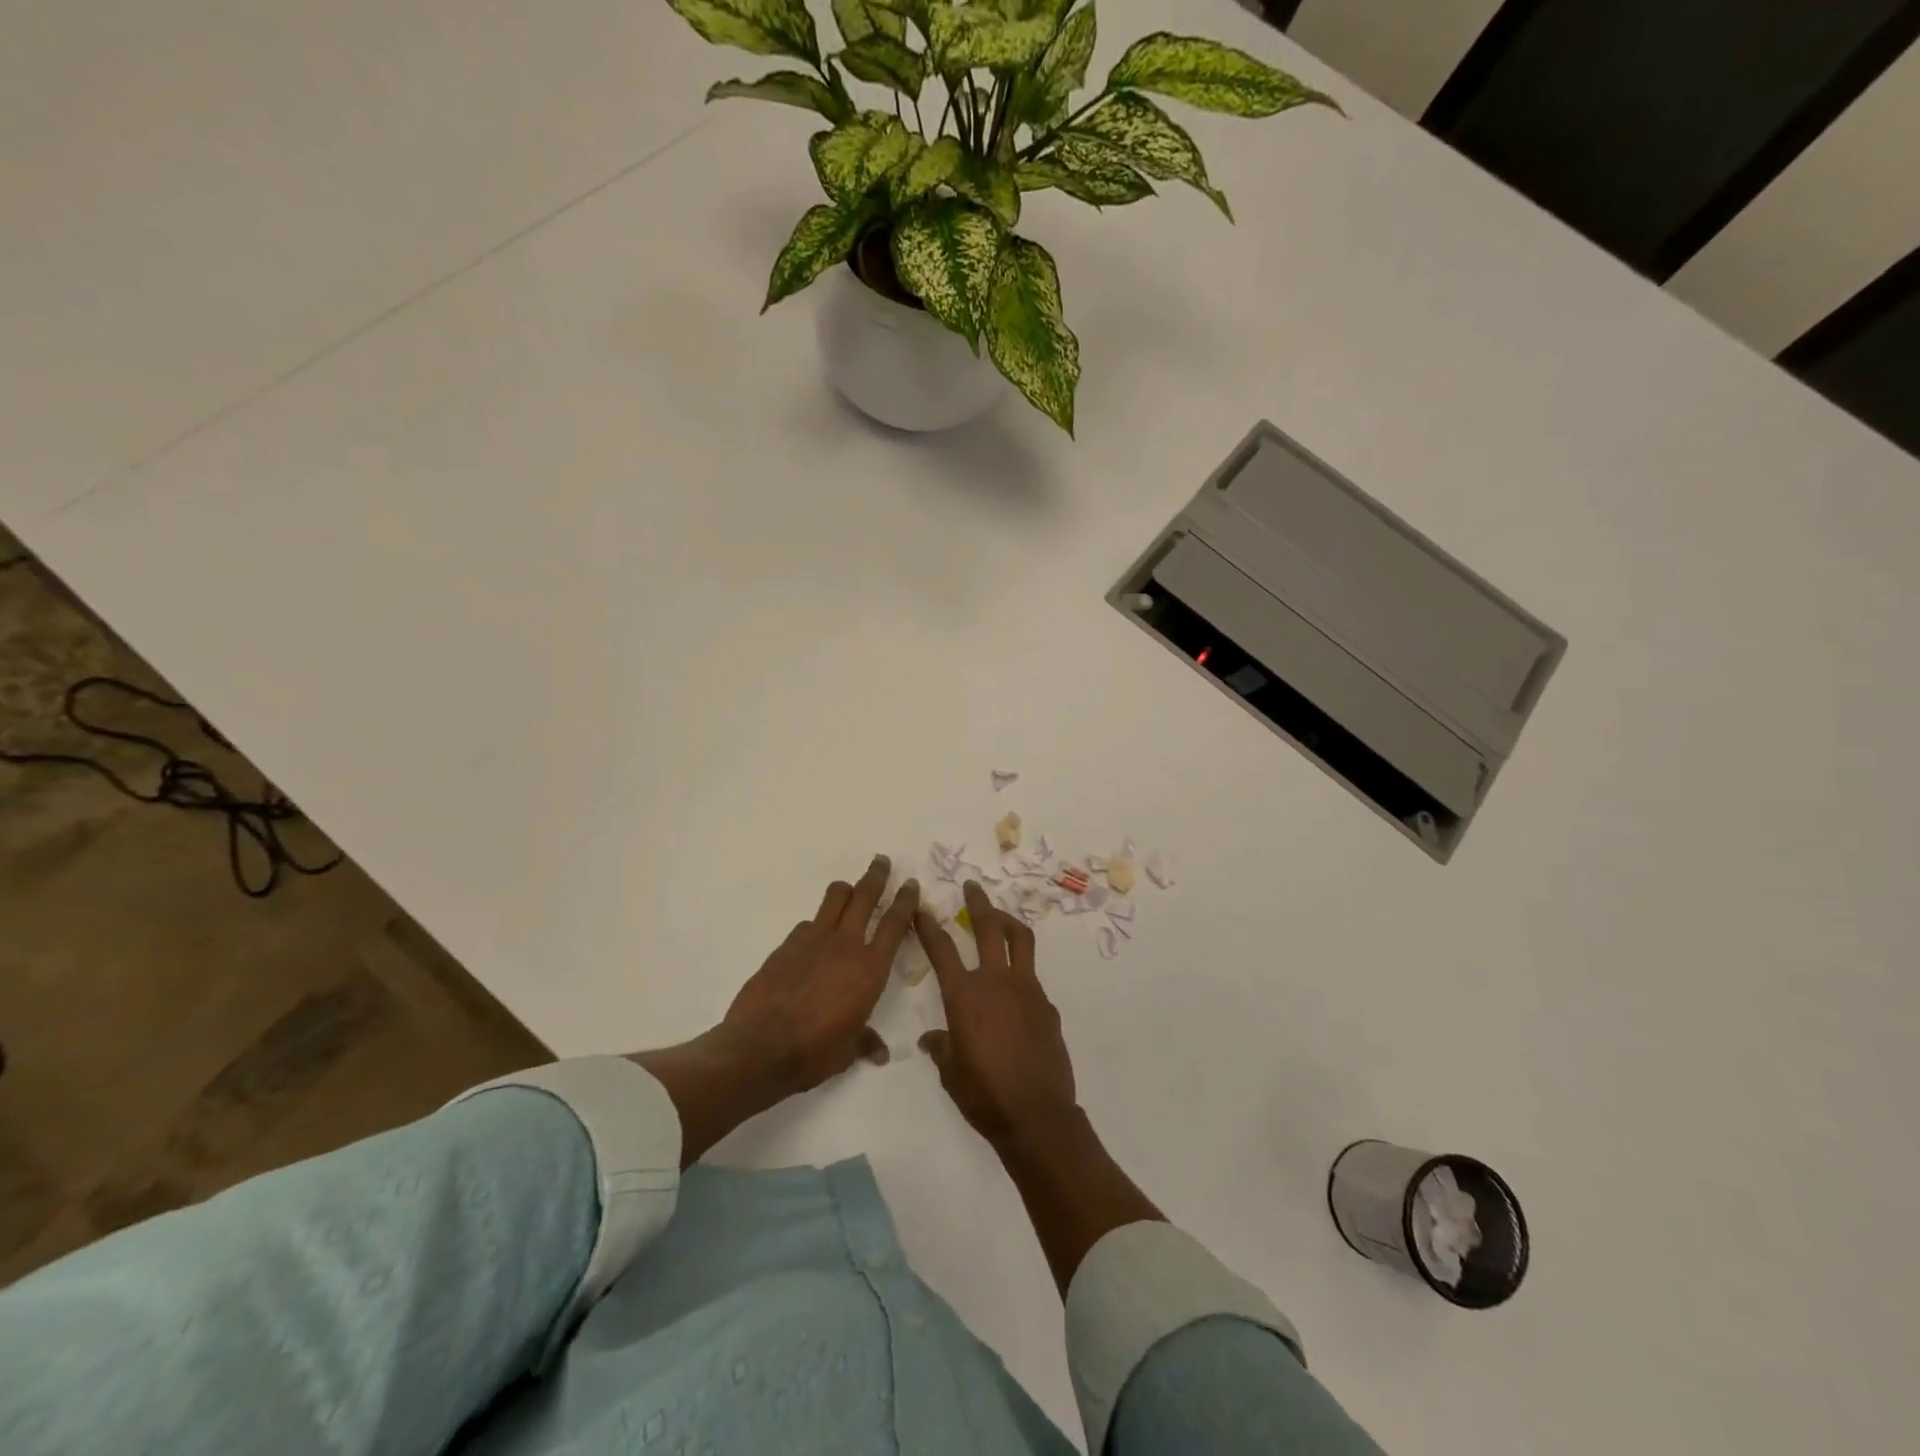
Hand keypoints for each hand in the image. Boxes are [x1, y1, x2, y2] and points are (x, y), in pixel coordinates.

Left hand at [719, 854, 919, 1097]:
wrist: (760, 1048)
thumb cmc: (814, 1052)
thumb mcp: (848, 1051)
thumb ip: (865, 1042)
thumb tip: (879, 1052)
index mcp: (870, 969)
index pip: (895, 924)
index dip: (905, 901)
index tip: (910, 884)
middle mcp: (845, 945)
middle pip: (865, 896)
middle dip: (876, 876)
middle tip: (882, 861)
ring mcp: (813, 940)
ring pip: (834, 898)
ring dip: (845, 890)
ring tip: (849, 889)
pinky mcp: (786, 945)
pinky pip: (807, 924)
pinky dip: (816, 925)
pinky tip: (812, 938)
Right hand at [916, 881, 1079, 1150]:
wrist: (1036, 1115)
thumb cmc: (984, 1095)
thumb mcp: (951, 1072)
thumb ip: (941, 1048)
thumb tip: (932, 1039)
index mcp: (965, 995)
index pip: (942, 949)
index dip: (928, 926)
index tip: (921, 909)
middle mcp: (996, 982)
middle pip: (989, 927)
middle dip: (978, 903)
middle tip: (972, 887)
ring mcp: (1027, 989)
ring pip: (1021, 940)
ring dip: (1008, 921)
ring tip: (1000, 916)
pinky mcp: (1046, 1005)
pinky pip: (1032, 977)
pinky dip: (1020, 970)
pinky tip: (1015, 987)